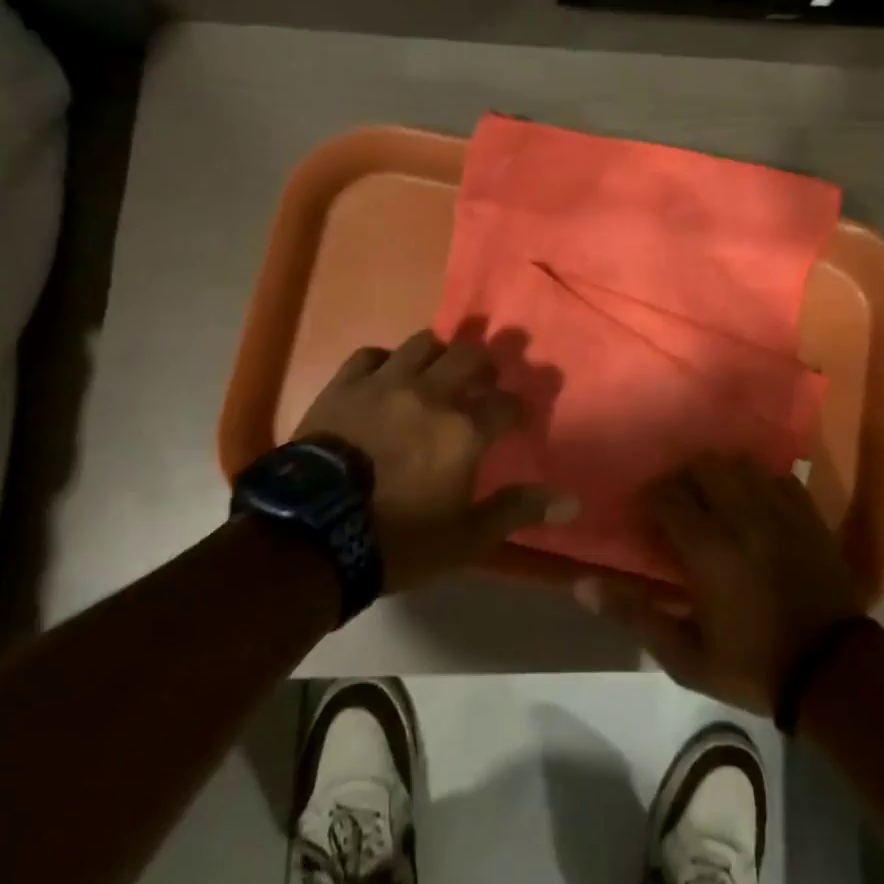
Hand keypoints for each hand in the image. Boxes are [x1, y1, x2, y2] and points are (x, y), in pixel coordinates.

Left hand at [294, 330, 574, 592]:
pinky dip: (386, 361)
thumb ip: (517, 511)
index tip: (518, 417)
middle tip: (484, 380)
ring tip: (438, 372)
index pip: (508, 403)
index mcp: (465, 429)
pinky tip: (387, 376)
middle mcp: (432, 393)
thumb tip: (571, 501)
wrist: (313, 535)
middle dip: (486, 363)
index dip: (518, 407)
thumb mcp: (466, 539)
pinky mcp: (346, 384)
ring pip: (424, 343)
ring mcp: (386, 383)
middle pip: (472, 355)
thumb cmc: (398, 541)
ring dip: (439, 354)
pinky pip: (372, 354)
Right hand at [576, 456, 863, 714]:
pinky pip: (776, 475)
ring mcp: (780, 510)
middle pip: (703, 466)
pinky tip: (753, 501)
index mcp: (710, 550)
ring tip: (713, 496)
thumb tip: (582, 586)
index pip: (668, 495)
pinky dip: (758, 480)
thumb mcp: (686, 656)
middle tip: (677, 502)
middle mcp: (743, 517)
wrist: (833, 673)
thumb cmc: (753, 666)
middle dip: (683, 477)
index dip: (651, 496)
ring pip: (740, 463)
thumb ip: (635, 616)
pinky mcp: (808, 513)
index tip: (645, 513)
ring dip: (719, 472)